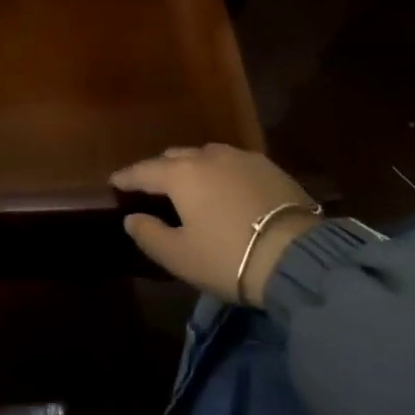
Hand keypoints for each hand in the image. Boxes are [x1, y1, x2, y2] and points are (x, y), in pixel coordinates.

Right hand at [112, 144, 317, 304]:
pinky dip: (221, 173)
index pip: (144, 171)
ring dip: (193, 168)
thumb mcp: (180, 256)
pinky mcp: (270, 168)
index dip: (127, 177)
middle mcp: (207, 156)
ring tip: (192, 186)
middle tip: (153, 187)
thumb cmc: (229, 257)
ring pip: (206, 156)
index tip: (114, 181)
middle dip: (160, 170)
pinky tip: (227, 189)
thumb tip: (132, 218)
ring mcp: (241, 158)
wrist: (299, 258)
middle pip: (175, 158)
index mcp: (180, 174)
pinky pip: (233, 164)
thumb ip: (149, 235)